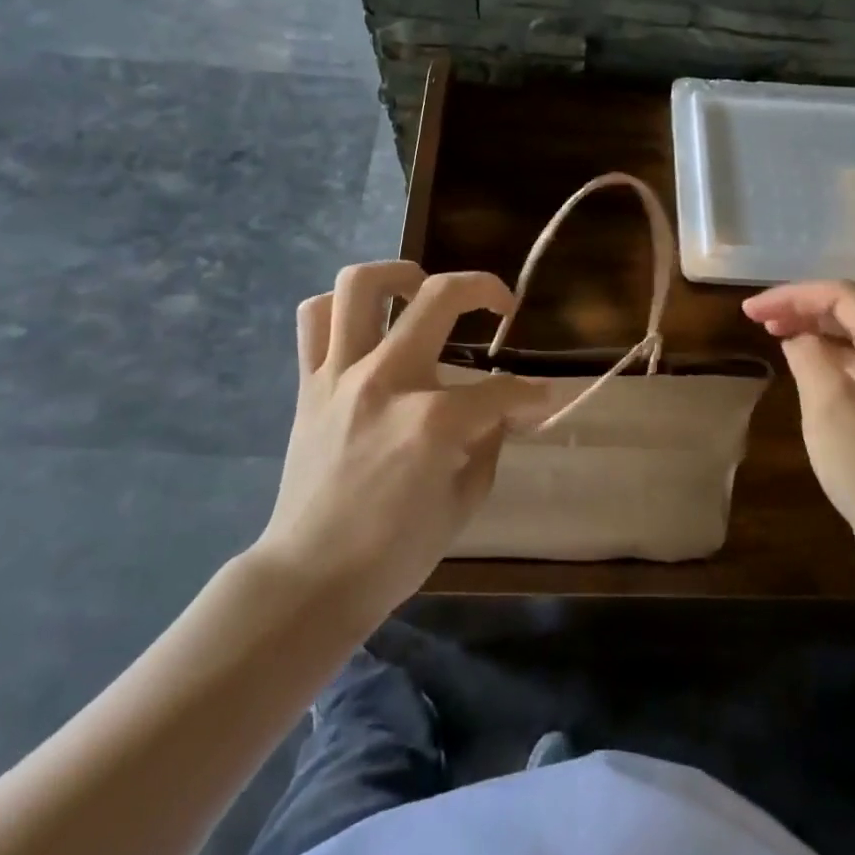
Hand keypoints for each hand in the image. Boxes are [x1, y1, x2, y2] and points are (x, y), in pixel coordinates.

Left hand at [254, 262, 550, 628]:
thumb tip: (507, 408)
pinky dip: (341, 307)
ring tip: (422, 291)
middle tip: (500, 304)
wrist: (309, 580)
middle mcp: (385, 379)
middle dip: (485, 289)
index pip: (502, 391)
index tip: (545, 399)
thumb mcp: (463, 501)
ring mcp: (340, 375)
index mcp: (432, 420)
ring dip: (401, 274)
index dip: (532, 395)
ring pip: (361, 285)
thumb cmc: (394, 552)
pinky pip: (314, 318)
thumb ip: (490, 441)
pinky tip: (367, 323)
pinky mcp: (309, 384)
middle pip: (440, 297)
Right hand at [742, 281, 854, 581]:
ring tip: (774, 334)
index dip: (792, 296)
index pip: (843, 297)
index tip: (749, 311)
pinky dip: (832, 358)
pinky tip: (805, 364)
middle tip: (756, 319)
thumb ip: (808, 357)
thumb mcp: (829, 408)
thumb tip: (797, 337)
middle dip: (802, 309)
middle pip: (853, 312)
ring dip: (815, 331)